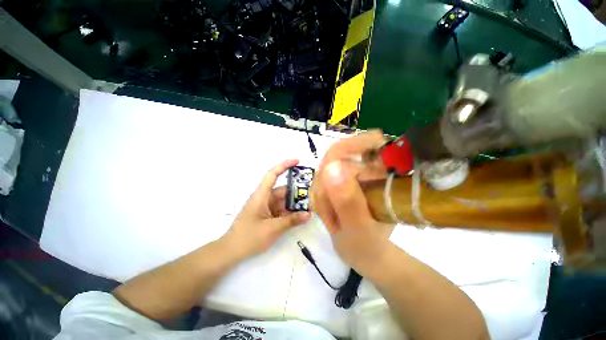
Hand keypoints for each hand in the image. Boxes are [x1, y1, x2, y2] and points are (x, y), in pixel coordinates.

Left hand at [222, 159, 311, 259]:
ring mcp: (266, 207)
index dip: (284, 165)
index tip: (297, 161)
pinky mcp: (267, 215)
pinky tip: (301, 216)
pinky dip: (290, 212)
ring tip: (311, 206)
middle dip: (297, 191)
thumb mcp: (272, 229)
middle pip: (283, 190)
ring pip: (283, 201)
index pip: (272, 174)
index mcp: (261, 195)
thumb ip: (291, 220)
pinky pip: (281, 210)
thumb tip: (309, 214)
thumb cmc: (249, 237)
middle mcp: (264, 198)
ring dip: (295, 203)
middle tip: (314, 193)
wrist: (231, 252)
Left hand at [311, 131, 394, 273]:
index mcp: (321, 191)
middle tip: (387, 146)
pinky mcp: (346, 187)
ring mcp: (336, 184)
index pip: (331, 159)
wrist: (369, 255)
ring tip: (389, 157)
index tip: (378, 141)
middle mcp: (325, 184)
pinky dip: (372, 162)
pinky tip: (385, 166)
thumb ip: (345, 202)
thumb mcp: (356, 228)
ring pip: (349, 158)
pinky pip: (357, 167)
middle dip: (363, 146)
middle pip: (339, 154)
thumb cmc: (363, 247)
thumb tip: (334, 167)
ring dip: (368, 153)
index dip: (353, 146)